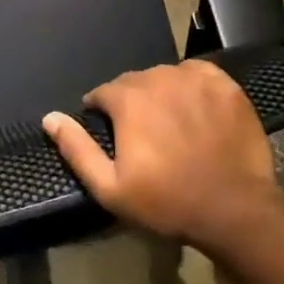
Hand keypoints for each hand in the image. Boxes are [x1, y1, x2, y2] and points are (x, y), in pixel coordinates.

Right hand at [43, 59, 283, 251]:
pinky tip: (196, 110)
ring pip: (166, 76)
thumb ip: (77, 149)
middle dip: (132, 102)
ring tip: (171, 123)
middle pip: (135, 82)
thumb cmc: (166, 202)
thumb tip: (50, 118)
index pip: (103, 93)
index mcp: (128, 99)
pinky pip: (198, 74)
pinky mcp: (225, 85)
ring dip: (162, 93)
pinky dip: (192, 86)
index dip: (102, 112)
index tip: (110, 133)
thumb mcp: (110, 187)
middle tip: (142, 134)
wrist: (233, 209)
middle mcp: (159, 78)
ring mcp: (195, 78)